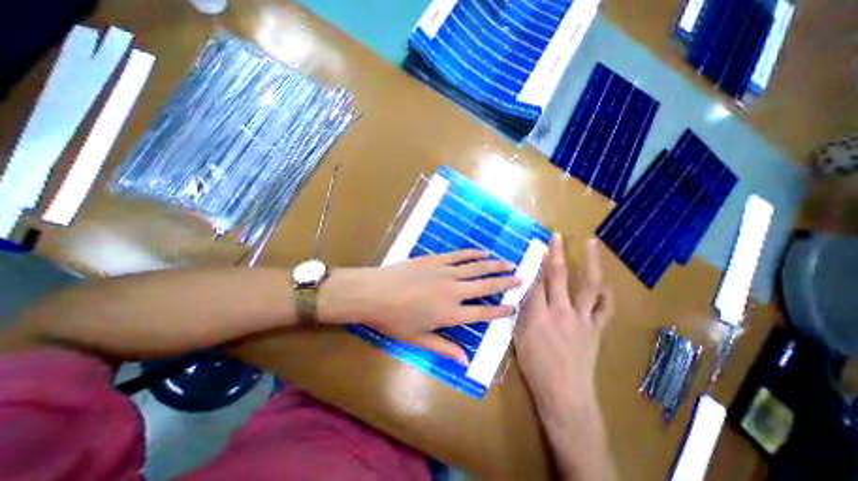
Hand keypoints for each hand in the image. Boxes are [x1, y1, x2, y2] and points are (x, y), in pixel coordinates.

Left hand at [318, 251, 519, 364]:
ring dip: (494, 265)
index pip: (482, 312)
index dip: (499, 310)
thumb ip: (444, 348)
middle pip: (485, 286)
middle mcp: (453, 291)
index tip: (513, 306)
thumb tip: (465, 361)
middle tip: (520, 278)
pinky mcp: (435, 259)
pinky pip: (459, 255)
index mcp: (450, 313)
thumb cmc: (394, 320)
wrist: (374, 293)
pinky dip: (472, 253)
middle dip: (505, 282)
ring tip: (509, 263)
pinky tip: (482, 252)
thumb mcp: (418, 339)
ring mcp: (445, 272)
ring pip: (476, 267)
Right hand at [513, 237, 612, 419]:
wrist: (565, 394)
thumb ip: (523, 312)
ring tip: (591, 244)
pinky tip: (604, 283)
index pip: (536, 281)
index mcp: (537, 314)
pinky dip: (606, 293)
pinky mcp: (596, 329)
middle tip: (557, 236)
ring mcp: (582, 319)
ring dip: (590, 263)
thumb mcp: (519, 337)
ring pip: (588, 285)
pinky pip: (605, 308)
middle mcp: (561, 311)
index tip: (538, 247)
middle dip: (556, 253)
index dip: (537, 263)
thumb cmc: (535, 366)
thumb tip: (526, 292)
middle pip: (558, 276)